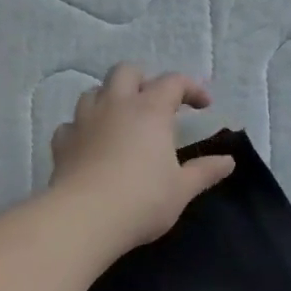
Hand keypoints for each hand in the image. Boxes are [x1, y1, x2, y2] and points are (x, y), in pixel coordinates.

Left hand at [49, 65, 236, 253]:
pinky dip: (84, 129)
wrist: (85, 218)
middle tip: (156, 103)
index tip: (204, 106)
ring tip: (122, 120)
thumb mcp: (182, 189)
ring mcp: (83, 121)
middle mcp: (115, 106)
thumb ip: (204, 171)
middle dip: (144, 80)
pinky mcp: (62, 143)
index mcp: (150, 111)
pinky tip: (91, 145)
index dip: (191, 88)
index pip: (173, 82)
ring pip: (94, 92)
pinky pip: (72, 125)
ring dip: (110, 98)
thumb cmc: (143, 200)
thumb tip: (228, 162)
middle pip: (126, 72)